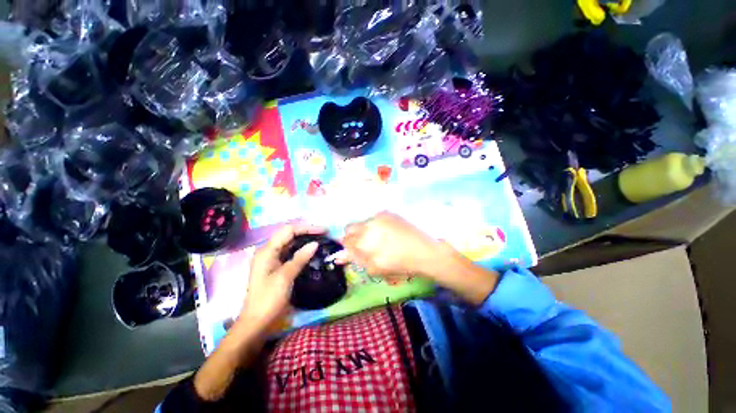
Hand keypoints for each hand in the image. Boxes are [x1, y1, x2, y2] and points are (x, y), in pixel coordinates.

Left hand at [238, 224, 324, 333]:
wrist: (256, 323)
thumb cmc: (269, 299)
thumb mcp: (285, 277)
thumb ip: (300, 258)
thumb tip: (315, 243)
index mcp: (267, 251)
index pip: (288, 230)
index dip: (306, 228)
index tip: (323, 230)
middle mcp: (268, 251)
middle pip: (289, 235)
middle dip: (307, 232)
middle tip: (324, 234)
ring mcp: (272, 259)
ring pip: (290, 243)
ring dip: (305, 240)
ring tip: (321, 240)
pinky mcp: (276, 267)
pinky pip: (290, 253)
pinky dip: (301, 250)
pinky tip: (311, 251)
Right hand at [339, 212, 445, 279]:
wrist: (424, 251)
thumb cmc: (399, 264)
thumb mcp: (375, 267)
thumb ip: (355, 259)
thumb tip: (339, 256)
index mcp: (364, 242)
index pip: (345, 240)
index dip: (348, 246)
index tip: (356, 250)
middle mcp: (369, 225)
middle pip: (350, 227)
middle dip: (353, 236)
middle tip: (365, 244)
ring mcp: (379, 216)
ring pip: (362, 222)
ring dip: (365, 230)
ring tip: (379, 238)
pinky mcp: (388, 213)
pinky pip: (374, 218)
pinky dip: (376, 225)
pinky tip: (387, 232)